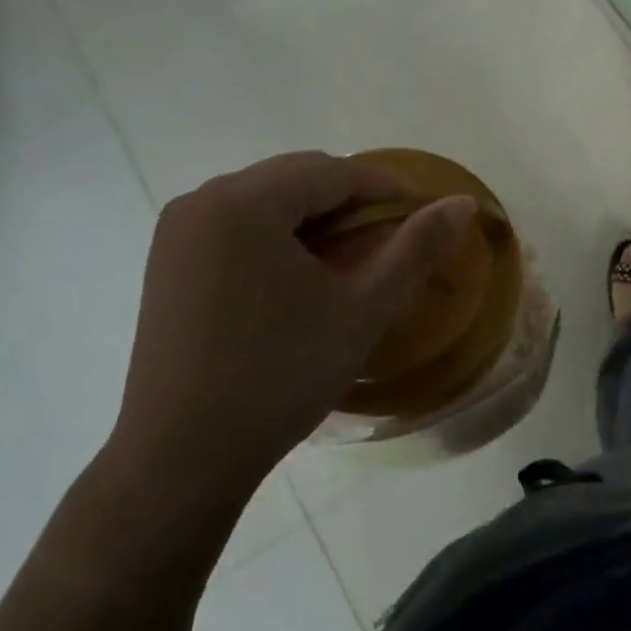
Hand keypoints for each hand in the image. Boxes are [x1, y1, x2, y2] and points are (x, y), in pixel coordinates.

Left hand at [99, 152, 475, 562]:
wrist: (180, 459)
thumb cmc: (280, 376)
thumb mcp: (362, 309)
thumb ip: (417, 248)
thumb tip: (463, 203)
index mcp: (247, 200)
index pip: (335, 172)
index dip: (388, 189)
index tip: (426, 215)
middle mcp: (204, 198)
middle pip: (298, 178)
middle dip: (350, 202)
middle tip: (389, 242)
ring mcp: (178, 229)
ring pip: (267, 199)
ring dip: (314, 218)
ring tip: (348, 261)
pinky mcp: (167, 260)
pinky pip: (237, 223)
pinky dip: (277, 235)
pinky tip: (296, 278)